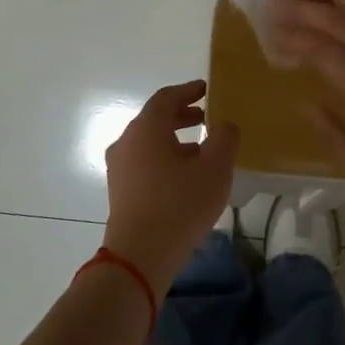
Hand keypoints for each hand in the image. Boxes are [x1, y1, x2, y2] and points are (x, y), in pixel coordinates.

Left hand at [101, 81, 239, 297]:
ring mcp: (119, 167)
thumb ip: (224, 138)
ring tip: (201, 150)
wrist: (141, 254)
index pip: (166, 97)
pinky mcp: (120, 190)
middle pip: (155, 119)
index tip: (206, 89)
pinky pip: (144, 163)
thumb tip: (224, 125)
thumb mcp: (215, 168)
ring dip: (174, 140)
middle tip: (206, 118)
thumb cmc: (180, 204)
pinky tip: (185, 176)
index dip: (188, 91)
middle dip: (182, 116)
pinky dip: (165, 158)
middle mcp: (127, 141)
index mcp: (147, 128)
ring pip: (149, 143)